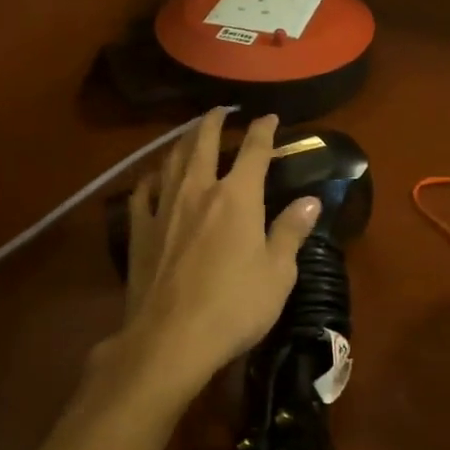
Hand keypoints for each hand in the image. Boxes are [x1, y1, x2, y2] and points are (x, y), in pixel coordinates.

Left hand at [108, 109, 320, 408]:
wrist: (170, 339)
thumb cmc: (235, 306)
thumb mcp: (278, 273)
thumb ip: (291, 231)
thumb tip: (310, 201)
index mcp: (237, 197)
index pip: (254, 150)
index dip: (264, 130)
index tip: (270, 118)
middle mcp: (198, 190)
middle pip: (203, 143)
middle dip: (214, 122)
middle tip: (220, 110)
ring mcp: (164, 209)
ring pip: (171, 161)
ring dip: (182, 142)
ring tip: (189, 134)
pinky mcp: (139, 232)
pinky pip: (143, 193)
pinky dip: (152, 178)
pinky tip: (154, 178)